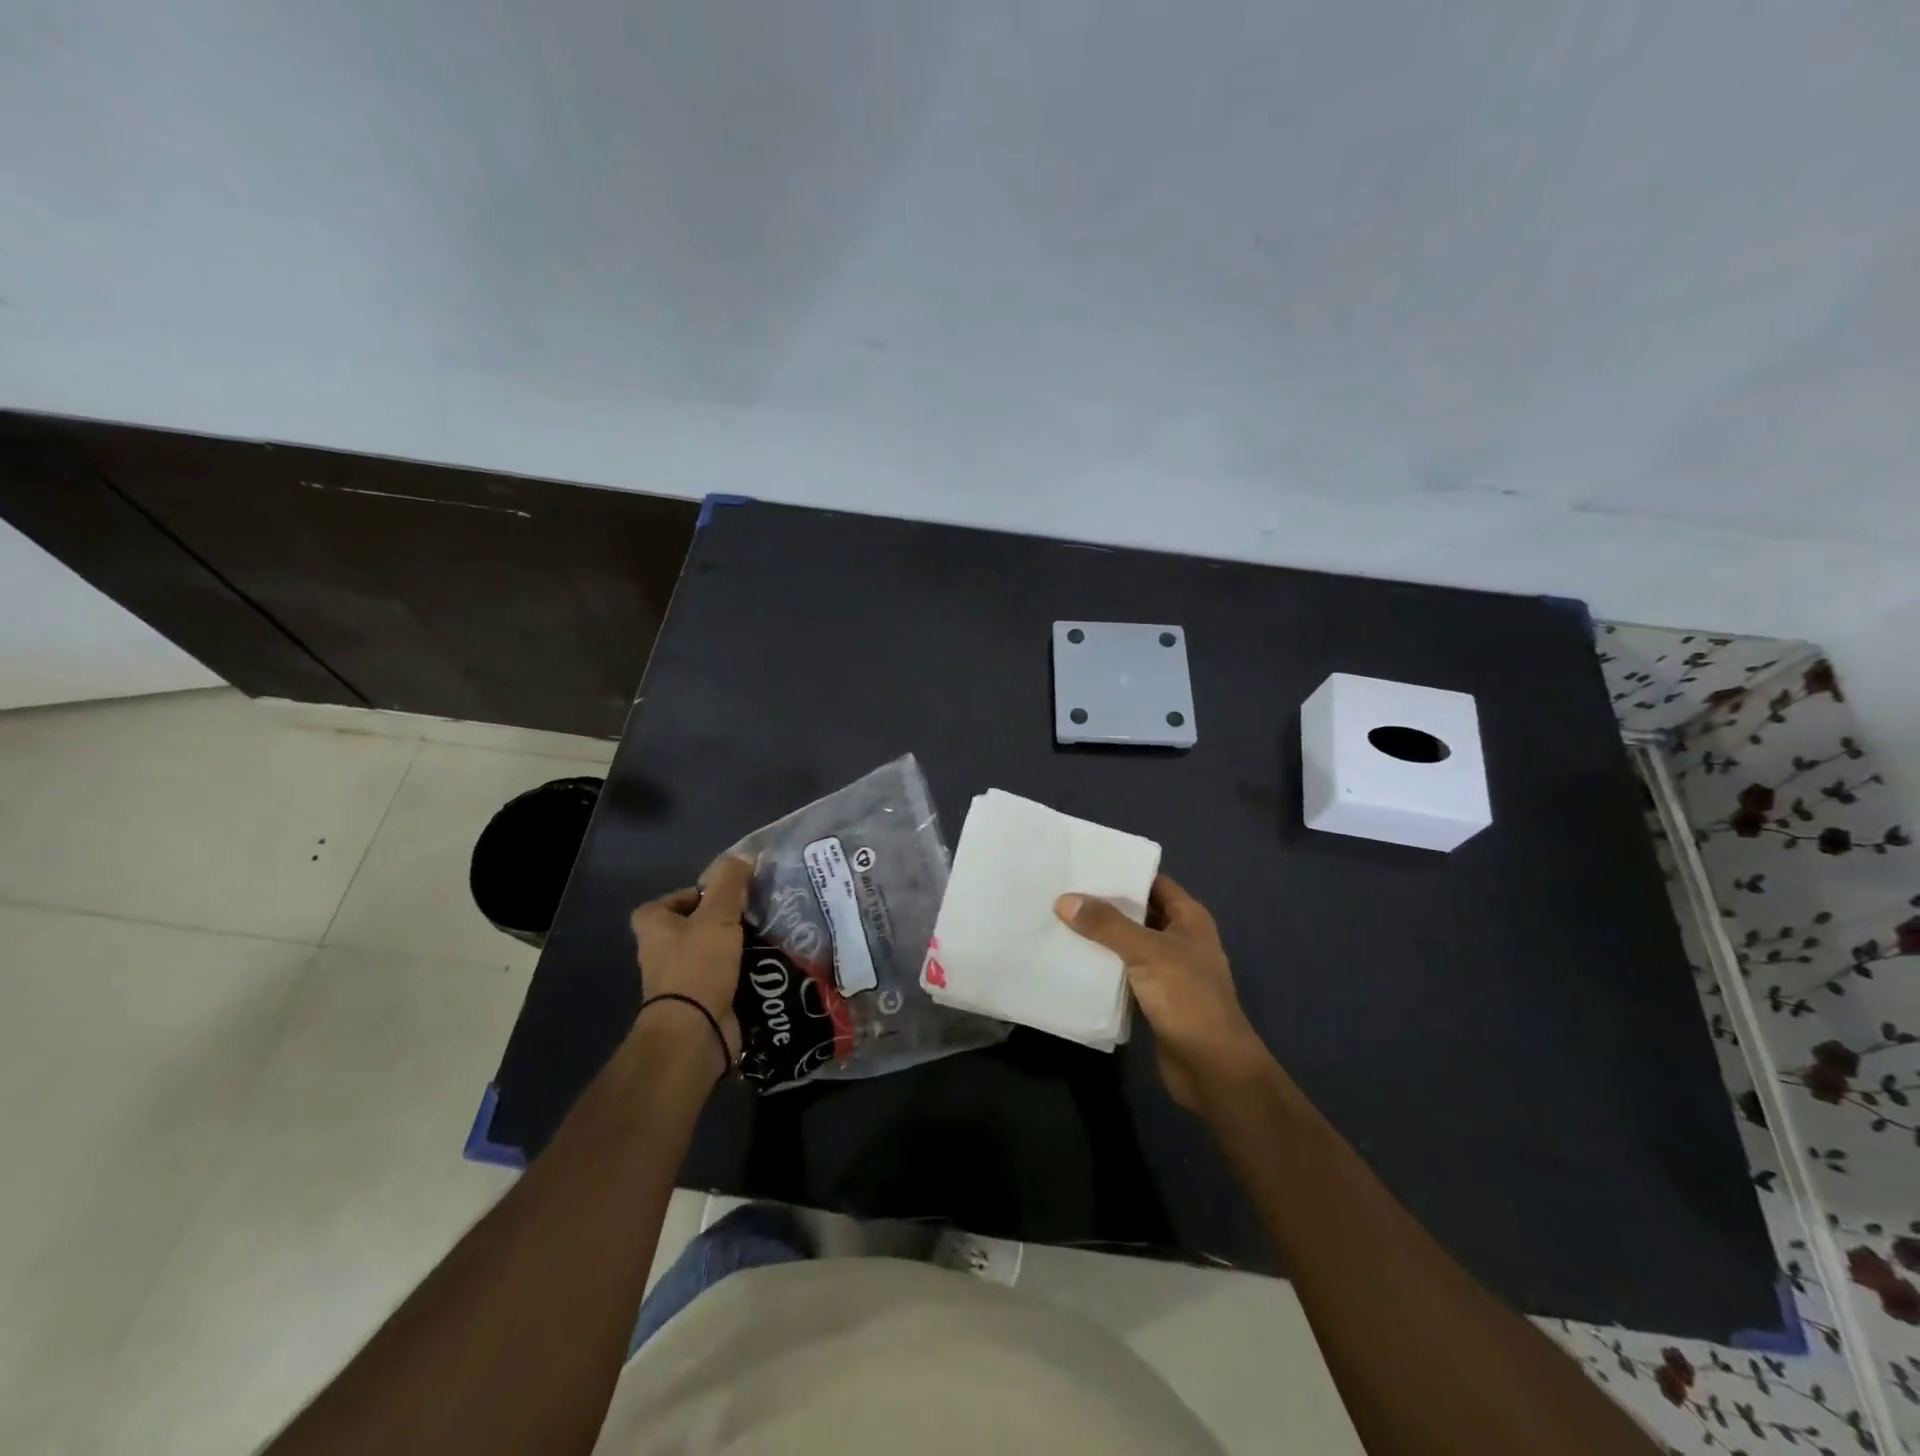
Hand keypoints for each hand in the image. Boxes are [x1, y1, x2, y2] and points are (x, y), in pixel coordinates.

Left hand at [630, 854, 752, 1066]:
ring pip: (713, 953)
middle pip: (695, 926)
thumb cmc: (698, 966)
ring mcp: (681, 980)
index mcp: (653, 927)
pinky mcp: (702, 1002)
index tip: (727, 894)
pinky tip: (770, 965)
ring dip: (738, 947)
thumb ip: (730, 883)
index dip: (695, 894)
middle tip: (756, 913)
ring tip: (770, 936)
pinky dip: (744, 973)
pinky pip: (726, 978)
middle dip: (723, 921)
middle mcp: (661, 952)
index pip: (670, 900)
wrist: (696, 1031)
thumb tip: (742, 856)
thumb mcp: (717, 915)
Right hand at [1056, 874, 1268, 1109]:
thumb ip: (1107, 925)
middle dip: (1105, 903)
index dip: (1124, 871)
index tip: (1086, 862)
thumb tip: (1065, 900)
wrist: (1212, 1068)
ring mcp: (1168, 970)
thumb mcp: (1147, 952)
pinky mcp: (1154, 998)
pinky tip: (1072, 959)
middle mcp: (1180, 939)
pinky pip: (1124, 972)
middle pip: (1138, 912)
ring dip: (1100, 936)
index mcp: (1189, 919)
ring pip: (1128, 943)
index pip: (1154, 882)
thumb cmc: (1188, 999)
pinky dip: (1103, 966)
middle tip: (1062, 890)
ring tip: (1059, 920)